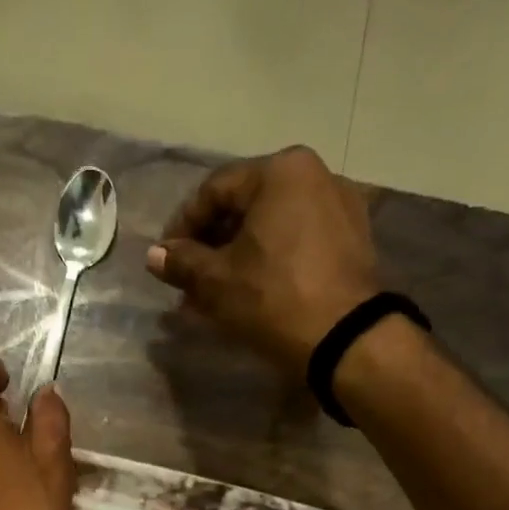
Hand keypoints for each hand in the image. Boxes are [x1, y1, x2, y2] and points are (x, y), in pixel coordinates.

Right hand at [146, 146, 379, 377]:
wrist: (345, 338)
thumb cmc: (273, 299)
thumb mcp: (217, 282)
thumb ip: (182, 262)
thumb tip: (154, 255)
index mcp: (280, 171)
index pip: (214, 190)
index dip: (182, 226)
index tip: (166, 259)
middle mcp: (315, 174)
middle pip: (247, 205)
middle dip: (212, 243)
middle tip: (189, 279)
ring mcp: (341, 205)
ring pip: (273, 224)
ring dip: (240, 254)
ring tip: (218, 290)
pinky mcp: (354, 239)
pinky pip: (299, 240)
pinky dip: (271, 259)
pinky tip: (254, 289)